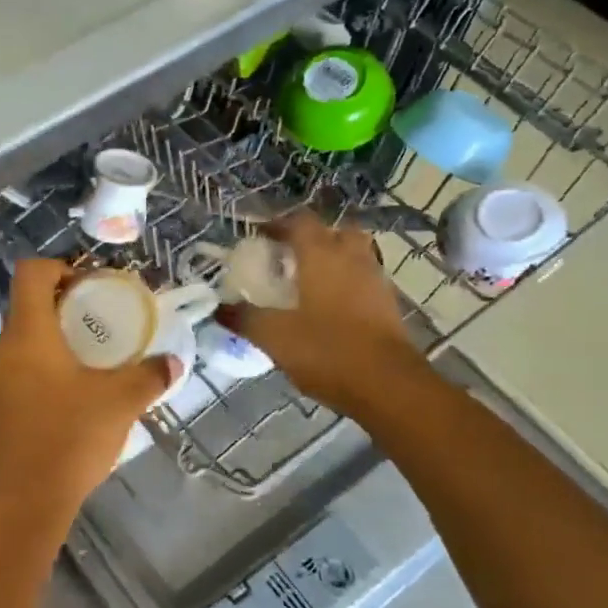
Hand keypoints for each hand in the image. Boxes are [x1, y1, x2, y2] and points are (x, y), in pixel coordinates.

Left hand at [0, 259, 180, 519]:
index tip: (89, 285)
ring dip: (52, 345)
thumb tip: (172, 362)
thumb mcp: (120, 402)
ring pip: (21, 345)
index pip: (31, 273)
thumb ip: (148, 376)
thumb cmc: (69, 438)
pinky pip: (15, 375)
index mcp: (26, 334)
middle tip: (99, 327)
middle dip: (63, 311)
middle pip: (26, 309)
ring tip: (89, 365)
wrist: (21, 503)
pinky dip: (40, 373)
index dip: (59, 267)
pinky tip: (68, 400)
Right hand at [222, 215, 422, 414]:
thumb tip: (218, 308)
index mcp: (321, 255)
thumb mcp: (273, 336)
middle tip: (289, 257)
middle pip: (334, 231)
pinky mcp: (387, 305)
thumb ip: (244, 318)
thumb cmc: (327, 350)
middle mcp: (352, 258)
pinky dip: (345, 284)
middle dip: (312, 238)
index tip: (259, 238)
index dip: (278, 224)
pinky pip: (363, 280)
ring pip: (353, 255)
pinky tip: (328, 309)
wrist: (388, 384)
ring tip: (307, 282)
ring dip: (332, 260)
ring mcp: (375, 280)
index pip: (300, 222)